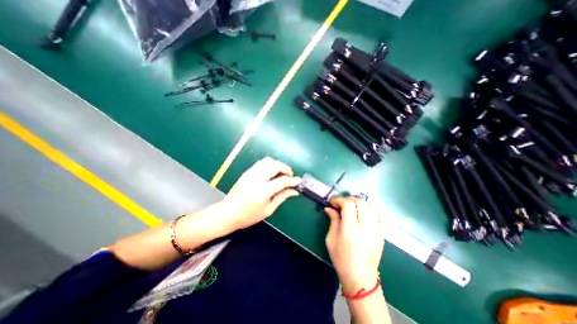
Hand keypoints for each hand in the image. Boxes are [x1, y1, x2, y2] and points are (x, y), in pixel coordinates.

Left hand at [221, 157, 301, 231]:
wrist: (227, 213)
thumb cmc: (248, 216)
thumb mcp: (268, 209)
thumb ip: (282, 197)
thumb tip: (294, 191)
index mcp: (263, 191)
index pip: (282, 181)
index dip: (292, 180)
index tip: (298, 181)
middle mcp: (257, 179)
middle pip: (275, 165)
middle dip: (286, 168)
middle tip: (290, 176)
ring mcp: (250, 174)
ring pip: (268, 161)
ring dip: (277, 164)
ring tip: (281, 173)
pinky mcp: (247, 172)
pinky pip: (260, 163)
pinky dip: (269, 164)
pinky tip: (270, 172)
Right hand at [324, 196, 381, 293]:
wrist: (361, 278)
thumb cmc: (342, 259)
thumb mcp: (331, 240)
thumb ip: (333, 221)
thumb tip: (329, 208)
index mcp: (350, 230)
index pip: (348, 204)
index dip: (339, 200)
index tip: (332, 202)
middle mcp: (365, 227)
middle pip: (360, 202)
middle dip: (348, 199)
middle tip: (341, 204)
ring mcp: (376, 229)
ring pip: (370, 205)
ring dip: (359, 202)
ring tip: (352, 207)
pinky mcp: (381, 232)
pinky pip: (377, 213)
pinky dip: (369, 208)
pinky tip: (362, 213)